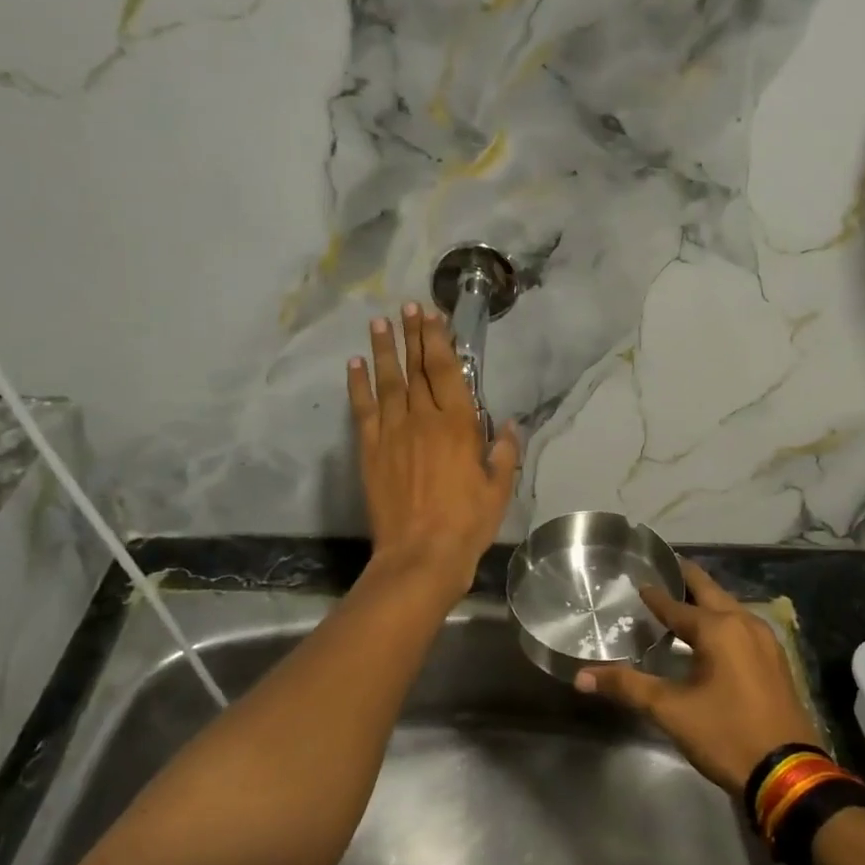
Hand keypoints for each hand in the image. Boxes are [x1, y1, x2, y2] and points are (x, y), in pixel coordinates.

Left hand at [347, 303, 519, 592]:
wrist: (420, 555)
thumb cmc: (467, 523)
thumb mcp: (498, 489)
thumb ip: (504, 453)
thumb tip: (510, 425)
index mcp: (458, 425)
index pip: (446, 371)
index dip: (438, 340)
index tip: (431, 316)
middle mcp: (423, 420)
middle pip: (416, 369)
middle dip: (412, 336)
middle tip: (406, 308)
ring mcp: (392, 433)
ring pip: (387, 382)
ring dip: (383, 350)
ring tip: (378, 323)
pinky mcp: (370, 451)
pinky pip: (362, 410)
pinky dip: (357, 385)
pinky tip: (354, 364)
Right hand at [576, 561, 823, 796]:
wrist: (789, 775)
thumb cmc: (727, 735)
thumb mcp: (671, 711)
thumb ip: (628, 687)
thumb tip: (581, 677)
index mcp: (719, 628)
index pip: (677, 606)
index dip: (655, 595)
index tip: (639, 582)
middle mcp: (745, 623)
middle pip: (710, 592)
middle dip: (687, 580)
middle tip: (664, 569)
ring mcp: (766, 641)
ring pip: (730, 608)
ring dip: (707, 601)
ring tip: (683, 601)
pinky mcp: (776, 661)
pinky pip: (743, 626)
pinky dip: (723, 620)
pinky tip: (713, 635)